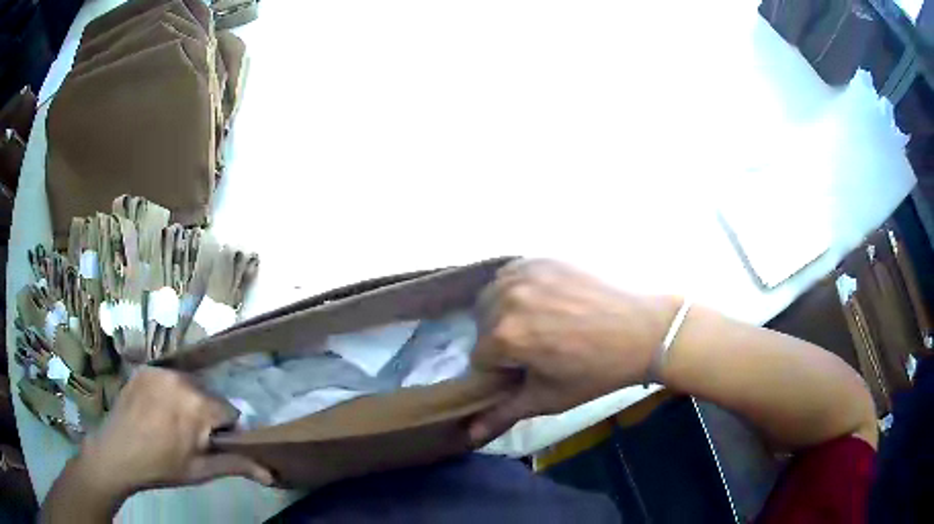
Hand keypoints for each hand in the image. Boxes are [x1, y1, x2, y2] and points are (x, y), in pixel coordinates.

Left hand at [74, 368, 271, 500]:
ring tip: (169, 422)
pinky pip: (166, 378)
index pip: (229, 411)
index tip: (207, 443)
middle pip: (207, 395)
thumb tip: (271, 475)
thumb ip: (236, 466)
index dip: (222, 430)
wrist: (118, 453)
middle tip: (187, 435)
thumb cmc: (162, 466)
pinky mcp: (144, 368)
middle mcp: (182, 379)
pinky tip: (154, 409)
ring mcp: (160, 370)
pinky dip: (166, 391)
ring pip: (187, 384)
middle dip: (204, 414)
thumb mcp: (201, 471)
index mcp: (199, 405)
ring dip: (186, 401)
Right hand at [470, 260, 677, 443]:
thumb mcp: (549, 398)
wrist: (644, 330)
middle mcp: (508, 298)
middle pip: (482, 325)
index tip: (524, 371)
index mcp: (506, 335)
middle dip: (499, 340)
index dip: (499, 370)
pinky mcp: (543, 258)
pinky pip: (512, 274)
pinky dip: (517, 287)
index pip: (479, 357)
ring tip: (538, 322)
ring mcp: (526, 273)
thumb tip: (469, 436)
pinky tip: (543, 299)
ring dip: (504, 312)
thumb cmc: (597, 371)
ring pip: (493, 296)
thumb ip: (503, 414)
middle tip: (533, 348)